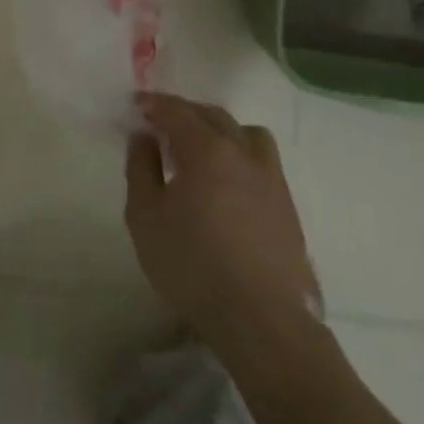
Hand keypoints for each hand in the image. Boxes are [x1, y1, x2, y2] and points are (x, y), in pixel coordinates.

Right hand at [124, 92, 321, 335]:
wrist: (260, 318)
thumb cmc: (191, 265)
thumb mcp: (145, 216)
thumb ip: (141, 169)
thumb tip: (143, 137)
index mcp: (207, 150)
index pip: (177, 111)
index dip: (154, 104)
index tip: (136, 106)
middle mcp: (243, 154)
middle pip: (214, 116)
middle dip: (185, 112)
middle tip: (161, 123)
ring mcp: (271, 179)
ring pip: (247, 133)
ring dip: (220, 129)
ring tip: (201, 147)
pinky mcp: (287, 205)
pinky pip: (262, 160)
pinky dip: (239, 154)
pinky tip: (226, 180)